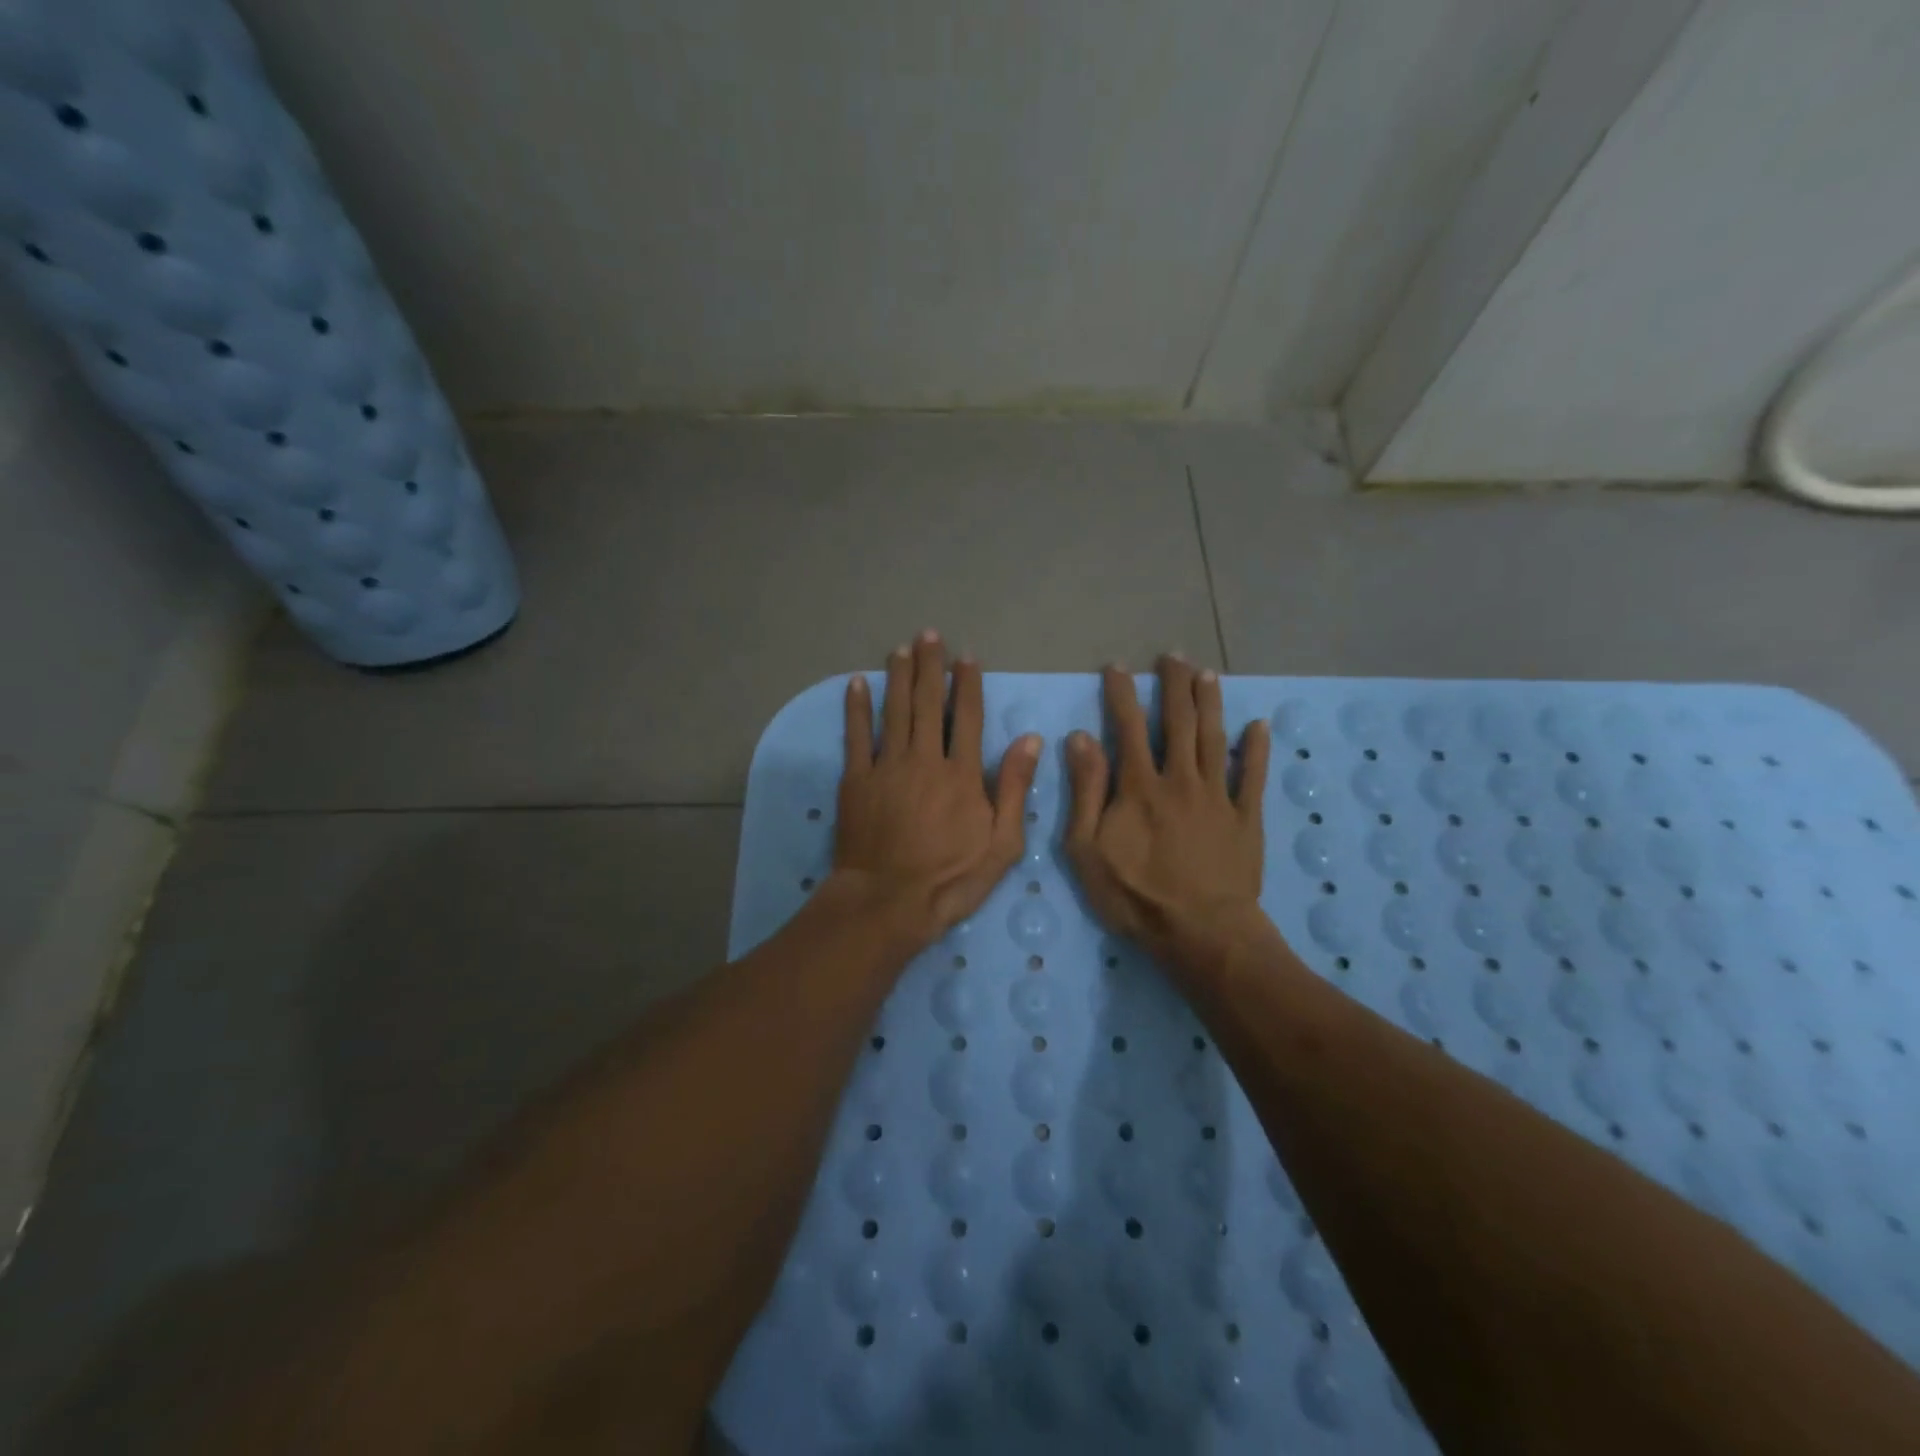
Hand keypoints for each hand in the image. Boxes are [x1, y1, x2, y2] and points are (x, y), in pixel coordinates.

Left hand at [833, 631, 1040, 946]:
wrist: (887, 902)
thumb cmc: (950, 879)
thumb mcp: (1001, 845)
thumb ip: (1014, 789)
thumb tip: (1031, 741)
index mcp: (961, 774)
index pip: (968, 717)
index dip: (968, 684)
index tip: (967, 657)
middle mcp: (924, 759)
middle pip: (928, 704)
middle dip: (930, 667)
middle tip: (929, 635)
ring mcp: (886, 767)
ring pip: (894, 711)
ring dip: (898, 677)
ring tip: (901, 649)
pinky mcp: (856, 780)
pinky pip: (856, 735)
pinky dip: (856, 708)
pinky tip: (857, 683)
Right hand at [1065, 656, 1271, 973]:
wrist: (1201, 932)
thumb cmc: (1136, 895)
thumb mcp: (1088, 849)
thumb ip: (1085, 791)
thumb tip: (1081, 738)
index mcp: (1140, 786)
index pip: (1128, 727)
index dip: (1122, 694)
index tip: (1118, 667)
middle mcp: (1181, 779)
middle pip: (1178, 722)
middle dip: (1174, 686)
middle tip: (1173, 656)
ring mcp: (1218, 796)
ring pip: (1215, 738)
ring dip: (1211, 703)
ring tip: (1208, 674)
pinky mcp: (1246, 818)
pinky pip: (1253, 776)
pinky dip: (1257, 749)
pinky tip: (1259, 726)